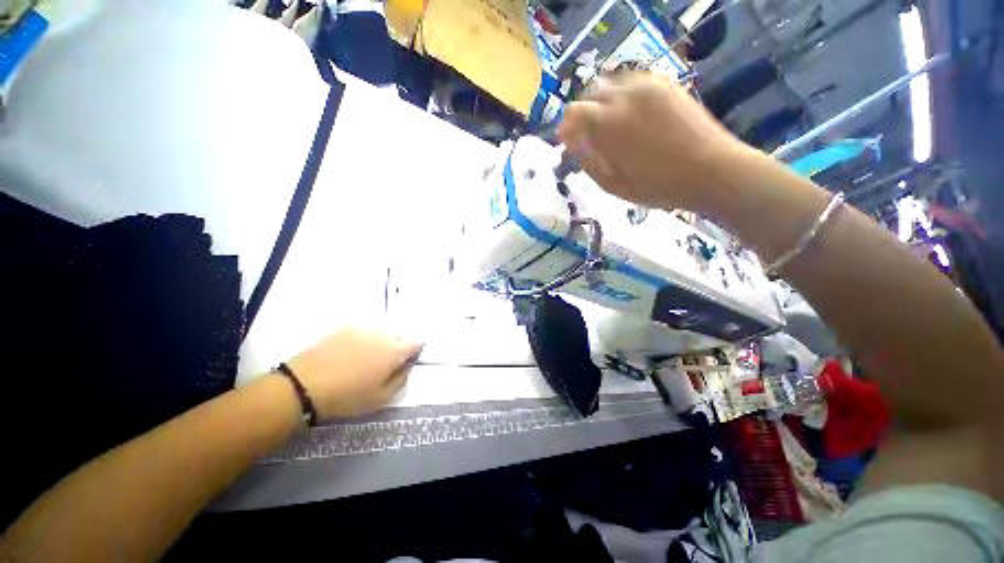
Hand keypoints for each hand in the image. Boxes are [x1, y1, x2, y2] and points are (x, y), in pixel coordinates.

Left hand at [285, 328, 422, 418]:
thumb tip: (407, 366)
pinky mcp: (345, 328)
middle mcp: (383, 334)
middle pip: (399, 336)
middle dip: (397, 347)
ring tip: (364, 360)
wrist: (303, 386)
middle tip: (383, 365)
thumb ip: (402, 379)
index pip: (417, 343)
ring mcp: (363, 328)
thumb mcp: (381, 398)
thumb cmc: (347, 397)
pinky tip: (348, 354)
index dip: (414, 352)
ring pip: (381, 332)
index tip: (404, 364)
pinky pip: (363, 331)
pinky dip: (362, 339)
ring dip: (380, 343)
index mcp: (395, 350)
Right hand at [558, 72, 747, 212]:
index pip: (573, 113)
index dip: (567, 128)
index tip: (569, 142)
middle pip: (591, 93)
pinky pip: (635, 81)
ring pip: (613, 83)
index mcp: (607, 124)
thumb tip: (574, 147)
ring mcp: (648, 86)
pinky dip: (625, 95)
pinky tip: (631, 114)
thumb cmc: (657, 186)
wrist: (711, 171)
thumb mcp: (613, 185)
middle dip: (584, 113)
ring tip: (610, 124)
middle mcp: (624, 96)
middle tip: (589, 134)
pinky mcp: (667, 85)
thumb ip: (588, 163)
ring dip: (604, 102)